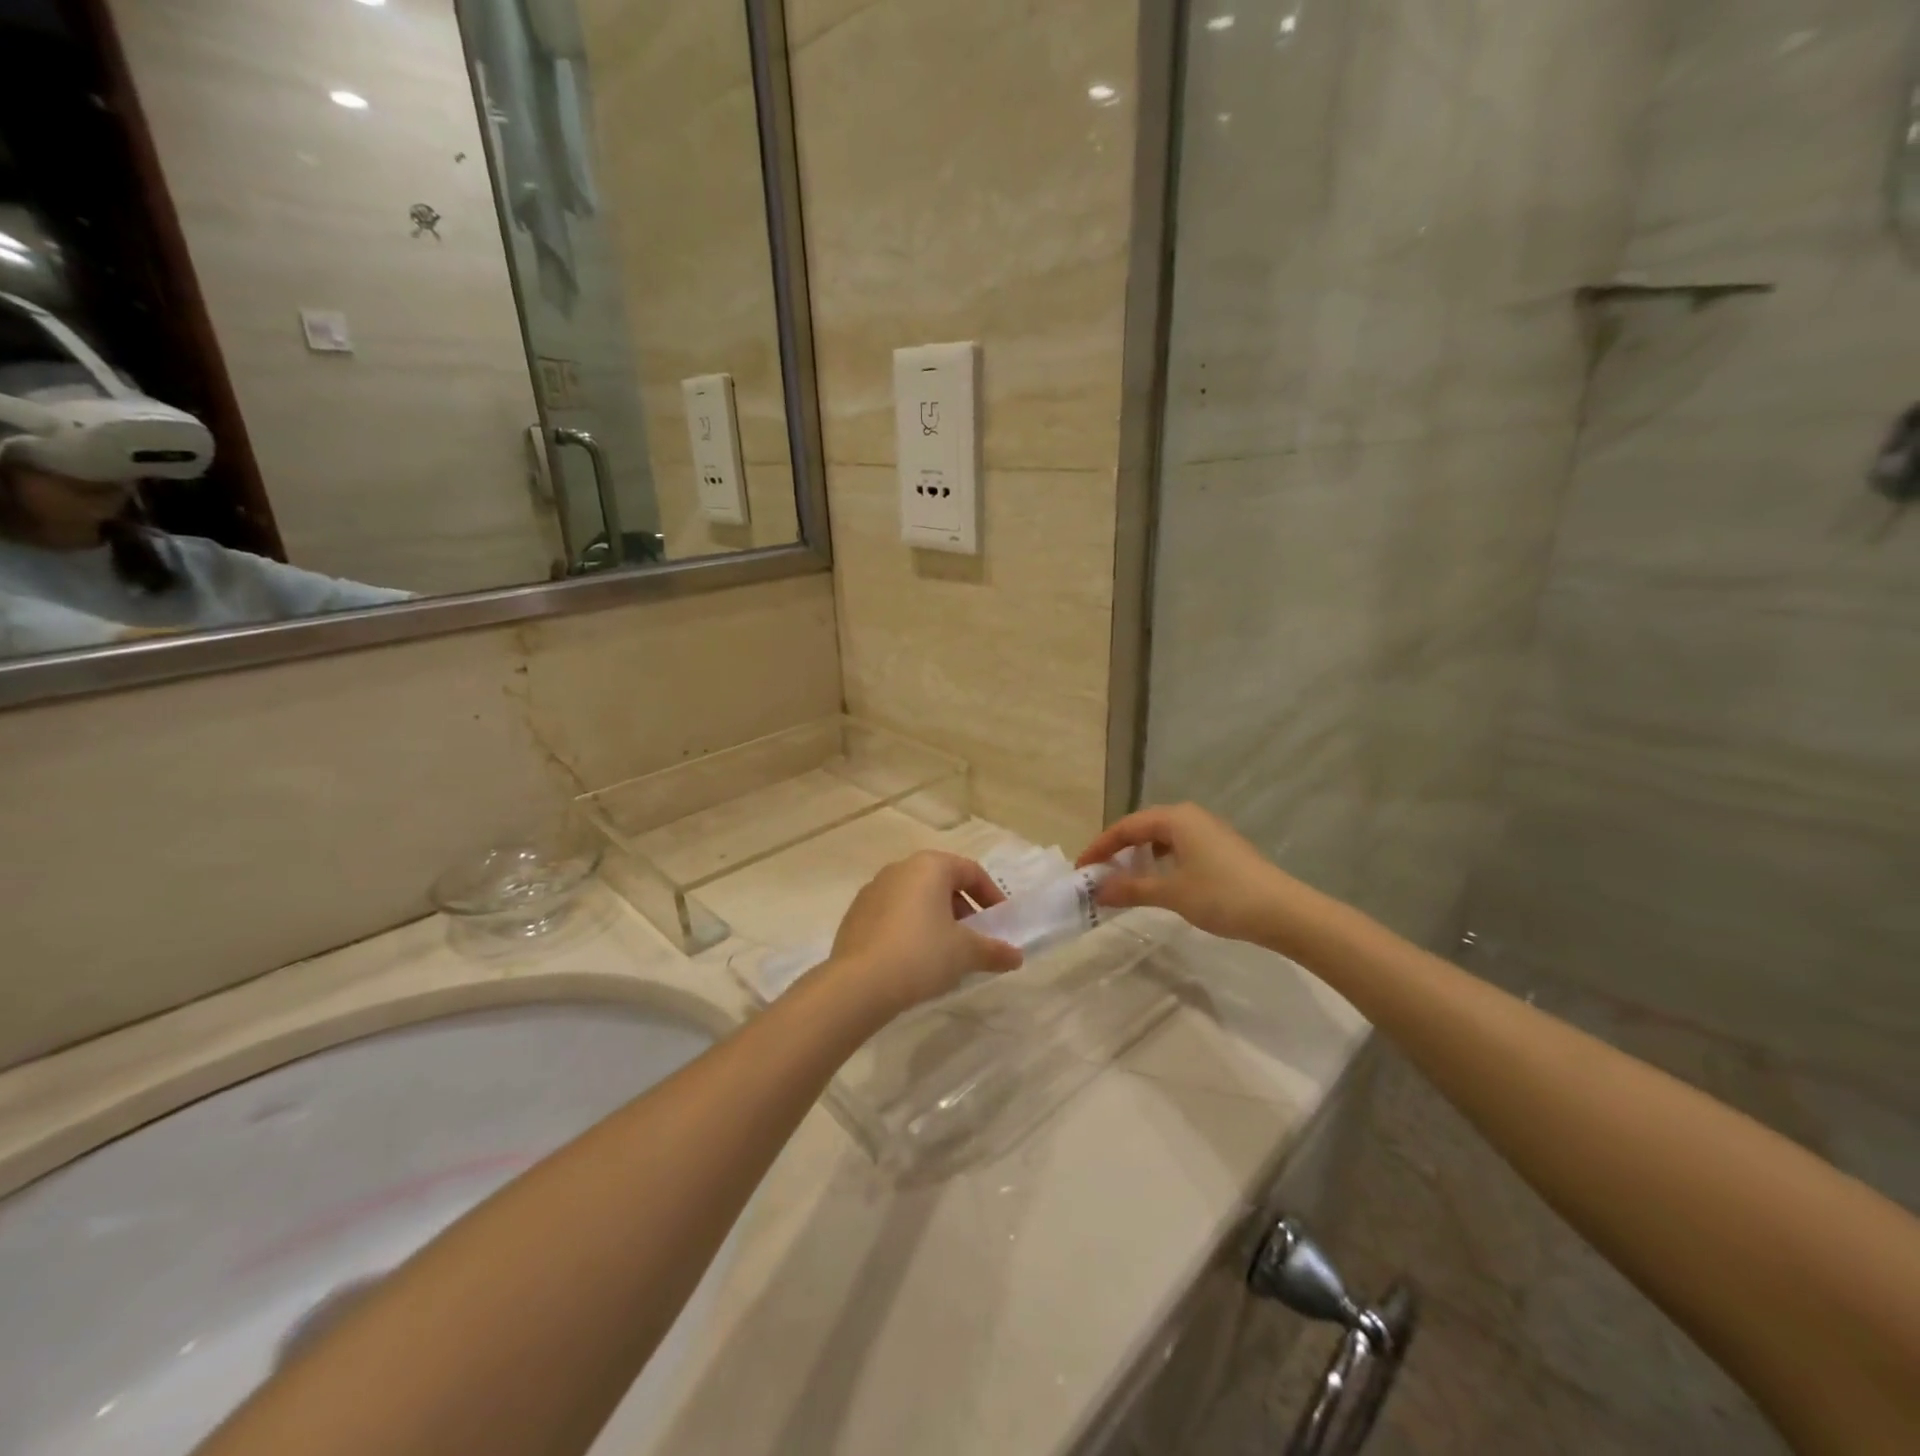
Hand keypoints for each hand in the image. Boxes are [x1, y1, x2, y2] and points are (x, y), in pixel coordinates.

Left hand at [826, 851, 1024, 1017]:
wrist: (858, 984)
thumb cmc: (921, 954)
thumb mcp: (966, 953)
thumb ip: (994, 951)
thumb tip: (1016, 956)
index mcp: (929, 866)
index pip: (970, 871)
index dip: (991, 896)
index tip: (1000, 922)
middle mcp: (899, 869)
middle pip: (941, 882)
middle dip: (962, 909)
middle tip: (974, 938)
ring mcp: (872, 890)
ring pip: (915, 898)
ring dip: (935, 919)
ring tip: (945, 952)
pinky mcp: (855, 915)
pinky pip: (892, 915)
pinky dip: (909, 928)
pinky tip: (913, 959)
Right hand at [1077, 802, 1294, 944]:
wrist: (1283, 912)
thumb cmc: (1222, 895)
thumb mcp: (1171, 893)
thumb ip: (1131, 889)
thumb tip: (1097, 890)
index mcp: (1176, 818)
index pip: (1125, 826)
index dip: (1100, 847)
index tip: (1082, 869)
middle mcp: (1190, 817)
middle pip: (1143, 828)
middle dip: (1118, 851)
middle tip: (1099, 875)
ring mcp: (1208, 832)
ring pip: (1162, 839)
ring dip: (1139, 857)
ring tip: (1124, 880)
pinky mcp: (1221, 849)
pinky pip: (1178, 848)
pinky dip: (1160, 863)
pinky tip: (1158, 883)